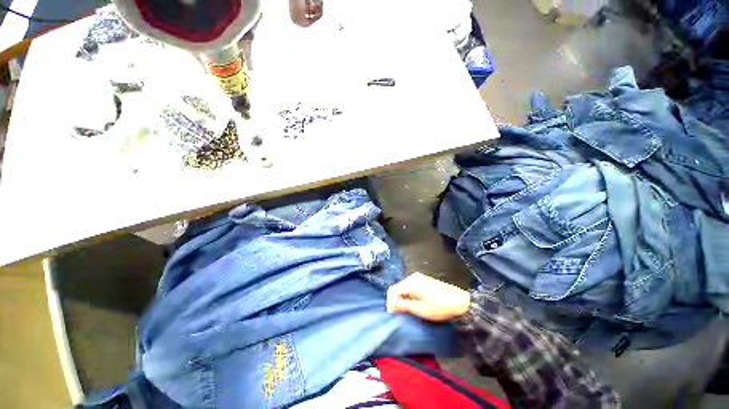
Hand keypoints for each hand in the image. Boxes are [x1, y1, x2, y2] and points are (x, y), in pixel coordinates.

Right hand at [386, 273, 470, 321]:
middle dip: (395, 300)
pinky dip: (408, 295)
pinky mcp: (424, 280)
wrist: (460, 301)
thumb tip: (393, 306)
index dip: (390, 302)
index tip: (392, 315)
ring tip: (404, 311)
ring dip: (402, 298)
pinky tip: (412, 304)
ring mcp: (419, 278)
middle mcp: (413, 277)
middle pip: (398, 287)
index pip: (393, 290)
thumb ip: (405, 306)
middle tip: (398, 314)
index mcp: (411, 282)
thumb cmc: (440, 307)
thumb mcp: (421, 309)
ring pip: (404, 287)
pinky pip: (410, 287)